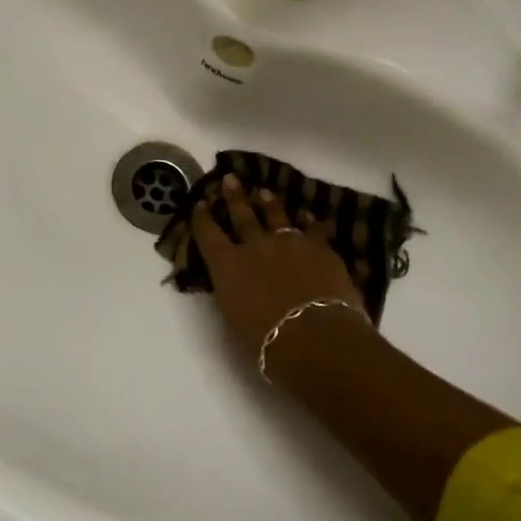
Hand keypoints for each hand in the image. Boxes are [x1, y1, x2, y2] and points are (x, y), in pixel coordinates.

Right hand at [192, 174, 369, 362]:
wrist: (316, 338)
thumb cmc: (266, 342)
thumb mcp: (233, 319)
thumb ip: (231, 293)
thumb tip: (232, 283)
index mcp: (226, 265)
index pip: (207, 233)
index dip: (202, 217)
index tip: (200, 203)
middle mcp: (254, 246)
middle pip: (241, 214)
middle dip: (234, 196)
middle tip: (230, 178)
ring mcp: (289, 242)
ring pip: (276, 214)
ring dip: (269, 203)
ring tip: (264, 192)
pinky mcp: (320, 248)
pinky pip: (313, 228)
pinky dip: (309, 222)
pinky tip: (308, 216)